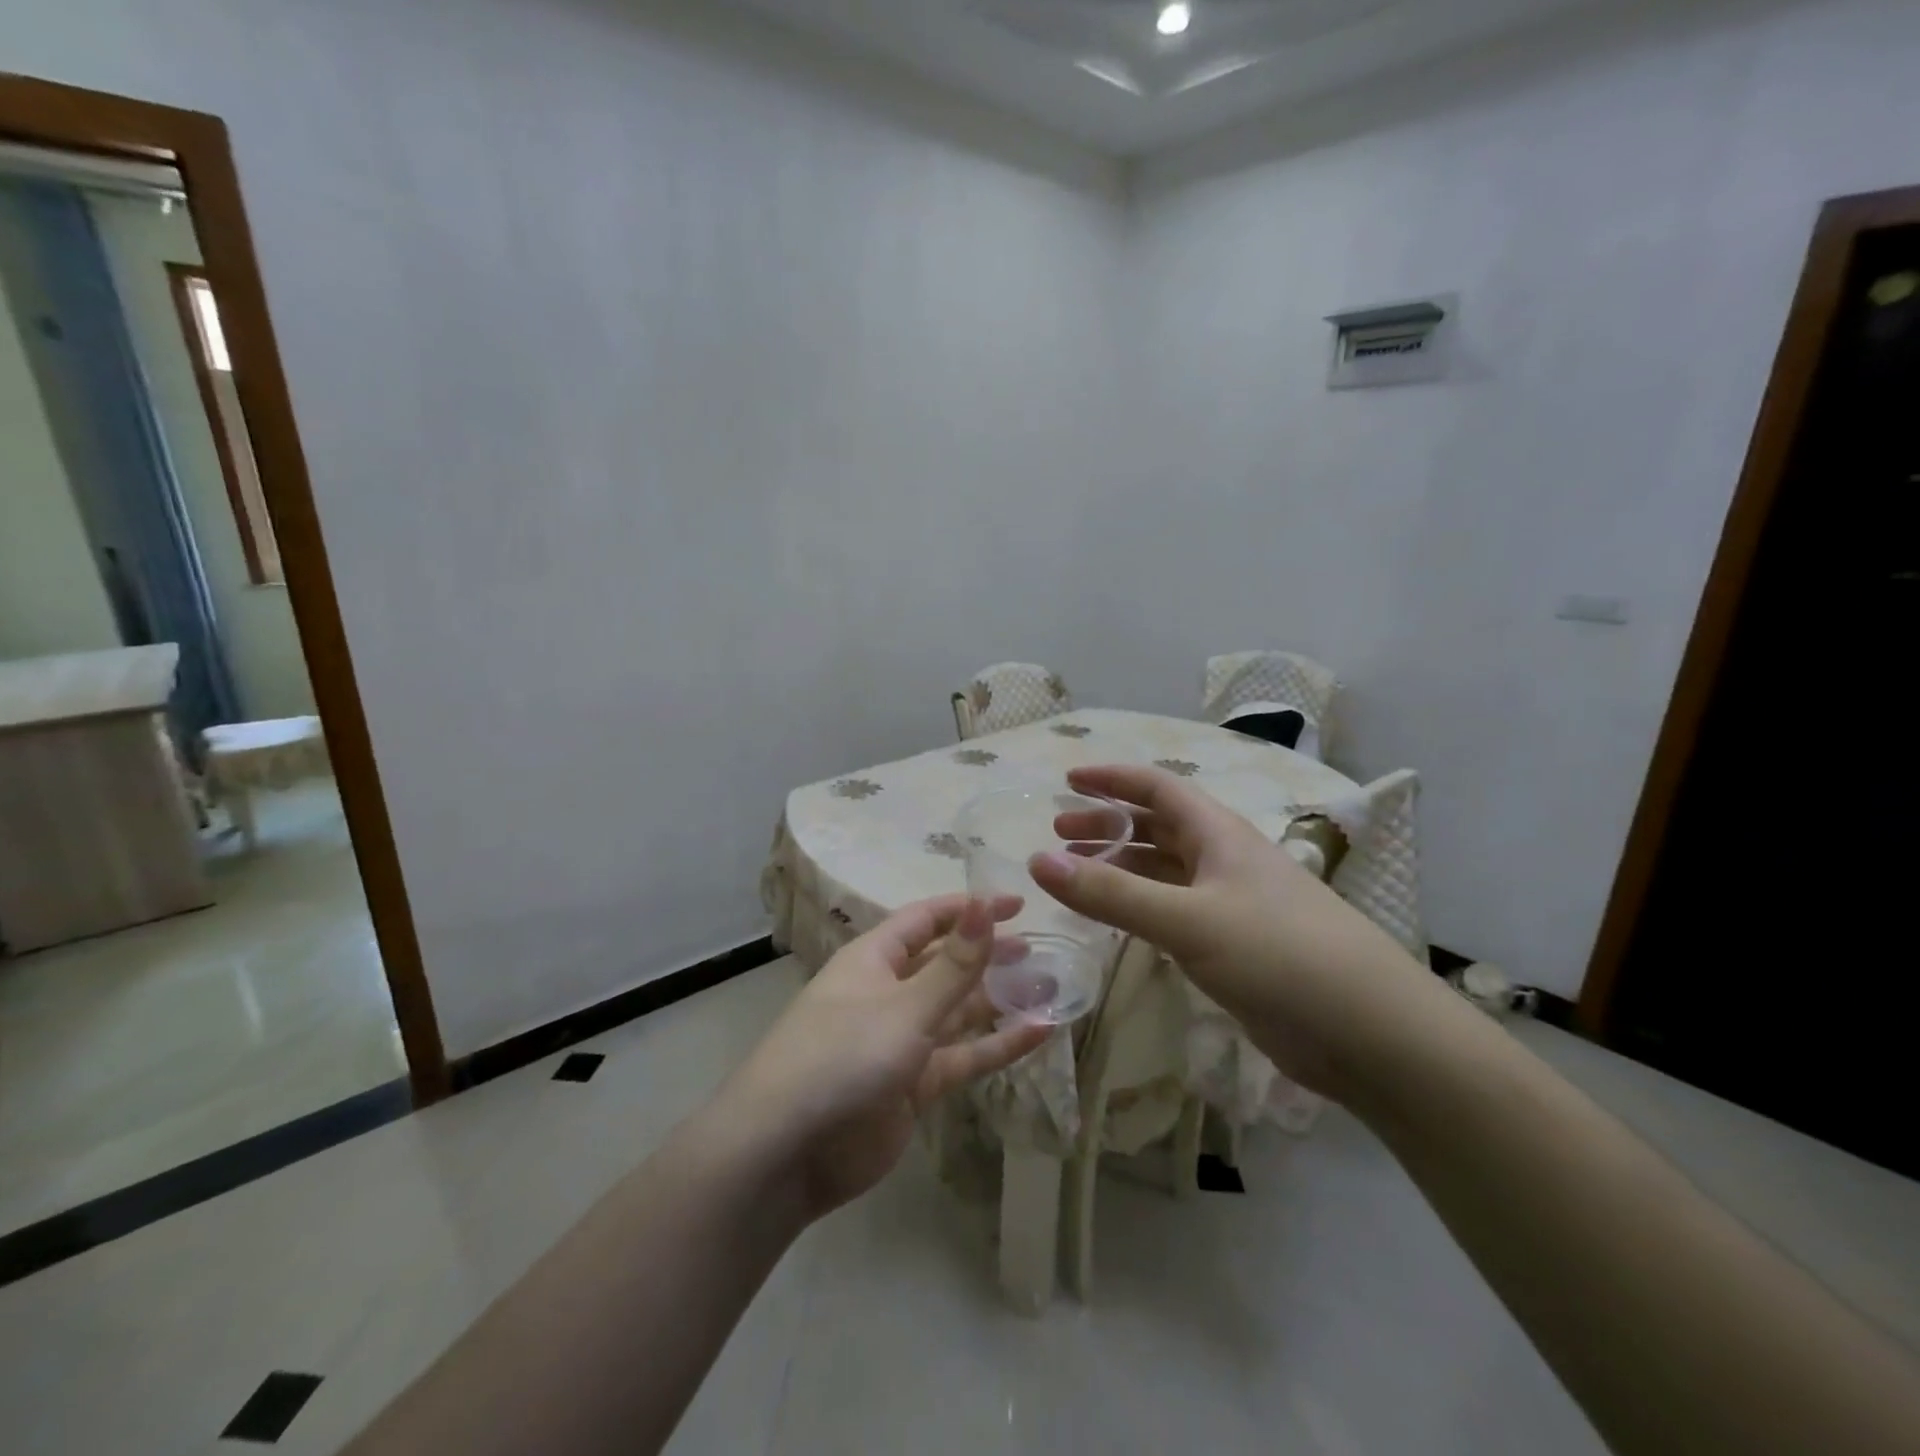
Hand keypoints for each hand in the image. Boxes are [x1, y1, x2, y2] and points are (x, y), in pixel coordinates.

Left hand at [715, 896, 1051, 1219]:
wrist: (786, 1152)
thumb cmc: (842, 1056)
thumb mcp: (904, 1006)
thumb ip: (954, 964)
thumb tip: (985, 904)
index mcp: (875, 959)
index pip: (927, 920)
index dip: (969, 909)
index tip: (1017, 904)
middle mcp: (888, 992)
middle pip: (946, 963)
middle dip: (988, 954)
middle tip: (1039, 948)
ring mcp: (901, 1041)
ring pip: (958, 1011)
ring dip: (1000, 1000)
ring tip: (1050, 986)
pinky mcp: (913, 1086)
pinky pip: (961, 1057)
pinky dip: (997, 1046)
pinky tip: (1039, 1034)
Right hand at [1034, 764, 1442, 1101]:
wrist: (1370, 1032)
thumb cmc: (1279, 955)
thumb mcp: (1188, 920)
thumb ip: (1111, 894)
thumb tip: (1038, 862)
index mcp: (1219, 835)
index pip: (1158, 788)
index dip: (1113, 779)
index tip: (1069, 779)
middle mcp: (1223, 860)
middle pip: (1157, 827)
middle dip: (1108, 825)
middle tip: (1059, 834)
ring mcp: (1230, 904)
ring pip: (1164, 872)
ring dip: (1120, 867)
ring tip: (1075, 876)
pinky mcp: (1233, 947)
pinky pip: (1174, 912)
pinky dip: (1139, 908)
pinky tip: (1117, 921)